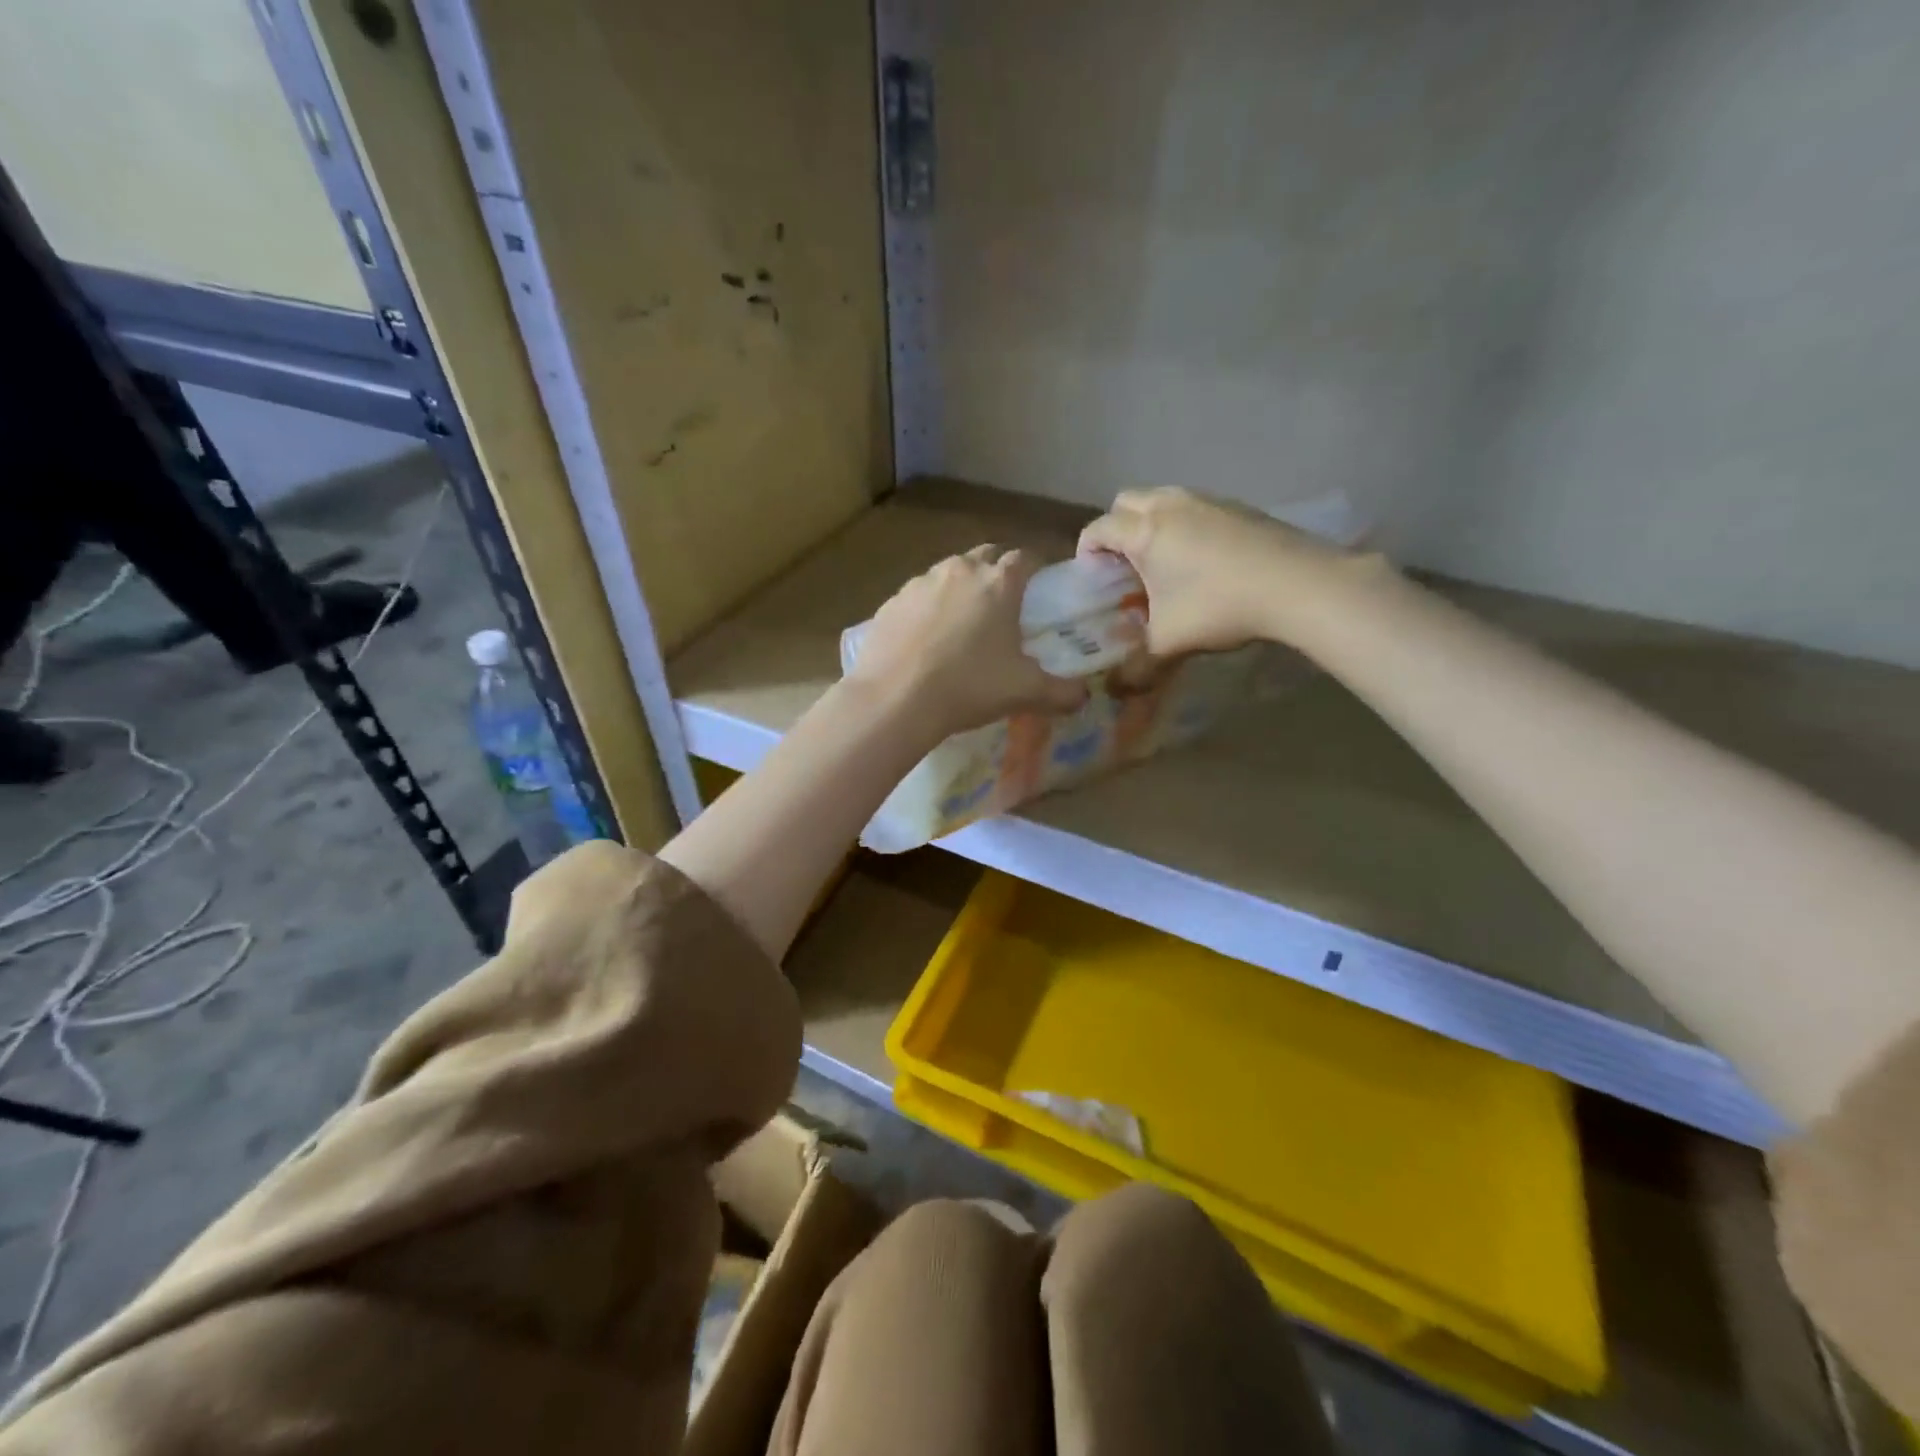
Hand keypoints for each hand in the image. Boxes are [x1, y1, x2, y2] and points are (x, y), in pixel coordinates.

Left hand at [846, 546, 1086, 738]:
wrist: (895, 699)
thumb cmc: (969, 687)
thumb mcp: (1024, 692)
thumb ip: (1061, 692)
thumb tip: (1083, 696)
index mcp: (998, 583)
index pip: (1026, 557)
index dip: (1036, 569)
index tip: (1040, 588)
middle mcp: (960, 570)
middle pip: (986, 556)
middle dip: (998, 571)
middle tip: (1003, 605)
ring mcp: (920, 582)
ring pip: (949, 573)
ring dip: (961, 588)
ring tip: (963, 624)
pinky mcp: (891, 602)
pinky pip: (918, 596)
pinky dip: (928, 608)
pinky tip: (926, 639)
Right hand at [1077, 486, 1362, 656]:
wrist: (1299, 584)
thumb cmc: (1220, 607)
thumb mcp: (1169, 643)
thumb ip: (1136, 668)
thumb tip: (1116, 691)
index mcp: (1144, 532)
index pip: (1097, 529)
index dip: (1086, 552)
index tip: (1092, 579)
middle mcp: (1169, 505)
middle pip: (1125, 502)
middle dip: (1116, 530)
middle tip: (1125, 567)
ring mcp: (1206, 500)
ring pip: (1161, 500)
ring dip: (1151, 524)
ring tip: (1164, 564)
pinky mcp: (1237, 505)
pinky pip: (1194, 507)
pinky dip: (1184, 525)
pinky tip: (1203, 561)